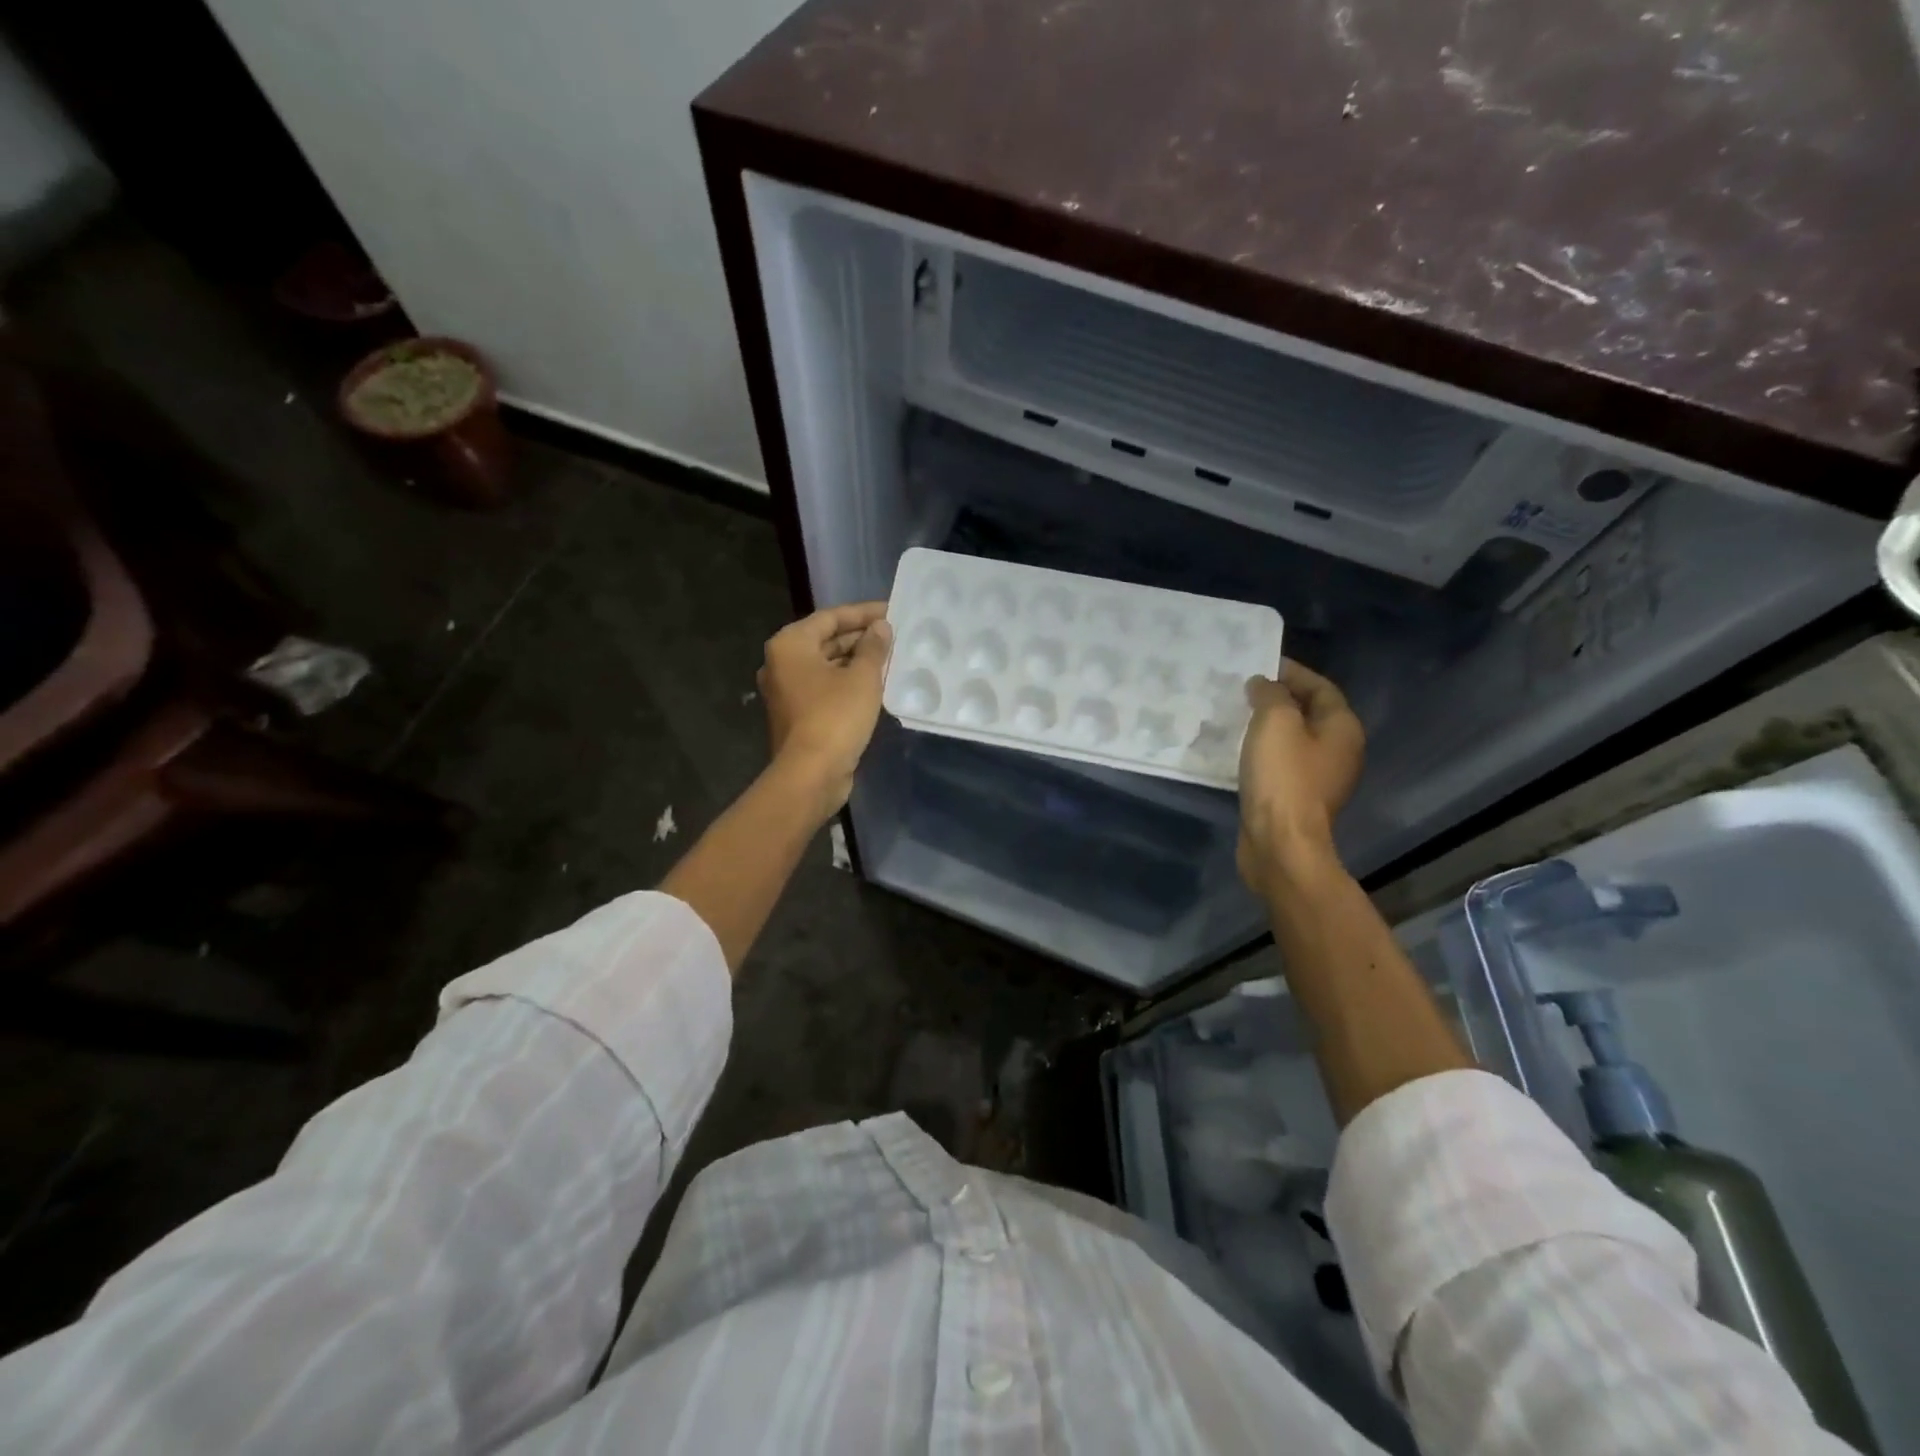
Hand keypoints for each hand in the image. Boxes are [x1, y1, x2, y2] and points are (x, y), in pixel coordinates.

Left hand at [758, 602, 891, 816]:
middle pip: (825, 640)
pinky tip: (875, 684)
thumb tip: (880, 628)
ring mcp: (786, 691)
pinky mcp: (796, 715)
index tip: (892, 611)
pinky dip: (847, 682)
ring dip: (856, 661)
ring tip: (890, 658)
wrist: (811, 774)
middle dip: (860, 638)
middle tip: (894, 635)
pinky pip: (825, 688)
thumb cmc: (836, 717)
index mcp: (790, 645)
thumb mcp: (863, 677)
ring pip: (826, 666)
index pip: (830, 617)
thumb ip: (873, 647)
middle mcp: (781, 663)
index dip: (863, 613)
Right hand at [1237, 660, 1365, 891]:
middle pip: (1311, 712)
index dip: (1292, 672)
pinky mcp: (1299, 799)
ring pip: (1295, 739)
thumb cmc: (1282, 777)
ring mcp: (1321, 778)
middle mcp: (1340, 751)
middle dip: (1280, 698)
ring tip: (1238, 715)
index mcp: (1343, 728)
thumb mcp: (1275, 722)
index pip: (1321, 687)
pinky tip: (1240, 750)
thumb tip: (1263, 685)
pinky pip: (1283, 763)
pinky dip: (1264, 751)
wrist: (1280, 843)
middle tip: (1245, 688)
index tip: (1260, 664)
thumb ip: (1270, 695)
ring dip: (1270, 726)